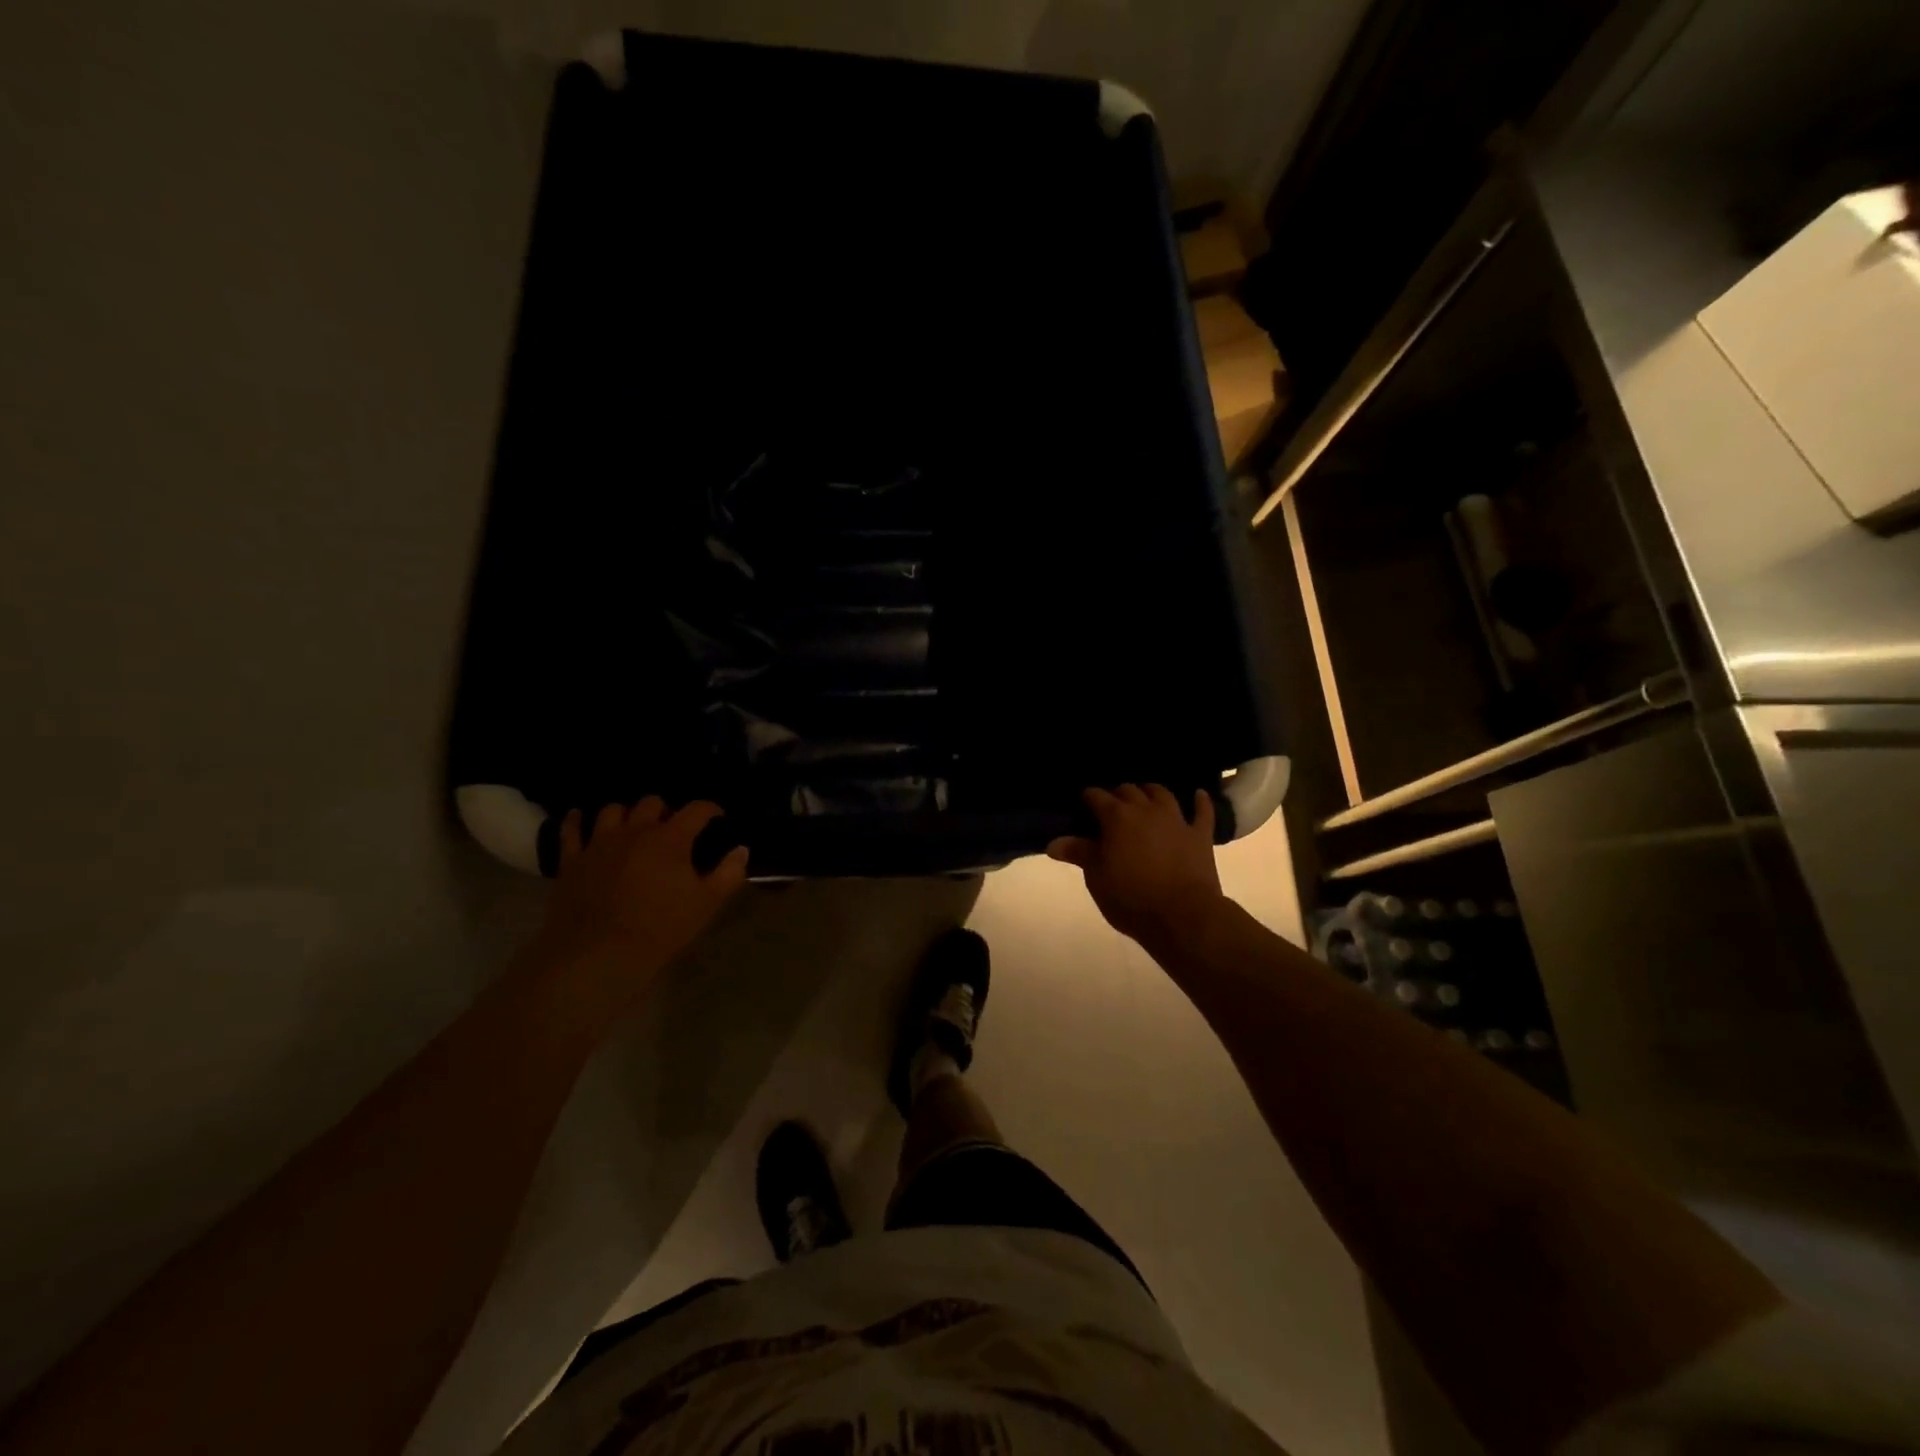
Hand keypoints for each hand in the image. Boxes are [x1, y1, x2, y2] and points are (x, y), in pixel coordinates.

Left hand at [530, 799, 748, 1008]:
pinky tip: (579, 818)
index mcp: (671, 838)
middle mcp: (635, 830)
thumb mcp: (707, 904)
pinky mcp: (572, 859)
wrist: (598, 954)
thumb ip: (729, 873)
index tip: (718, 818)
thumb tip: (741, 850)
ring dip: (626, 814)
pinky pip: (571, 830)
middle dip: (666, 811)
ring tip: (632, 827)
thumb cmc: (660, 928)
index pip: (697, 809)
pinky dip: (576, 821)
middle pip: (652, 803)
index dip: (711, 810)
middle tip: (673, 829)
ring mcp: (600, 842)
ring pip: (613, 810)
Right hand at [1048, 785, 1226, 949]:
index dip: (1087, 798)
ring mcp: (1176, 820)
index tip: (1082, 805)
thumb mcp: (1096, 878)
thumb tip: (1053, 842)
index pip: (1096, 796)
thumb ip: (1079, 853)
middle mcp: (1146, 810)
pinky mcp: (1199, 835)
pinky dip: (1200, 801)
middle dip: (1117, 794)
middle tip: (1110, 807)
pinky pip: (1202, 811)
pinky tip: (1198, 794)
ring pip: (1162, 793)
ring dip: (1150, 791)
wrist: (1182, 916)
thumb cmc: (1131, 898)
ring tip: (1144, 796)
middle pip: (1129, 790)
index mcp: (1116, 817)